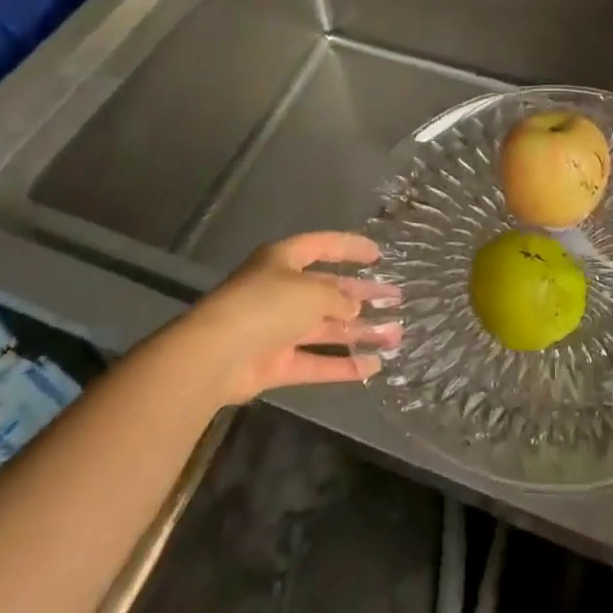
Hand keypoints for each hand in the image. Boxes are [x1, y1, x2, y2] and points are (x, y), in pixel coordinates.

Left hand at [175, 232, 401, 404]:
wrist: (216, 355)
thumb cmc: (266, 305)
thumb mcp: (310, 291)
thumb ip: (338, 298)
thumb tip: (352, 309)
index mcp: (284, 260)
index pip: (323, 246)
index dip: (351, 247)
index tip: (378, 254)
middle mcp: (281, 291)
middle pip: (328, 290)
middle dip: (362, 295)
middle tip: (396, 298)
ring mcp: (278, 330)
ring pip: (326, 329)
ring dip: (360, 332)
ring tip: (396, 334)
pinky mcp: (276, 364)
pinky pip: (316, 362)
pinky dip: (343, 365)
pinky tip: (374, 366)